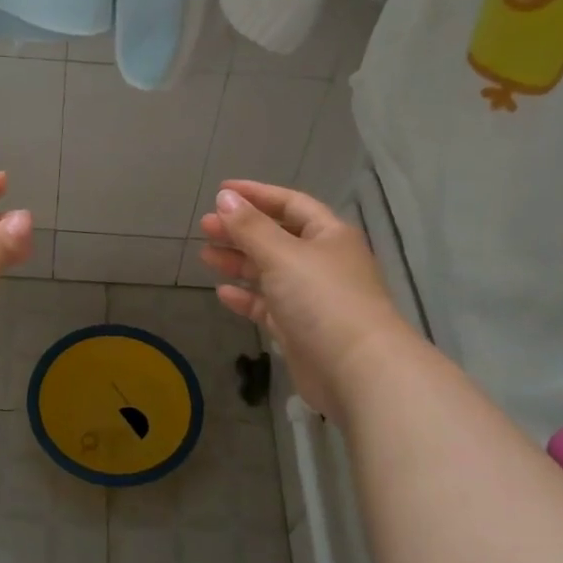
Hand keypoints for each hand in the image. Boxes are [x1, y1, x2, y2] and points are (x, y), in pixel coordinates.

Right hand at [199, 180, 407, 420]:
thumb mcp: (282, 255)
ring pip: (270, 272)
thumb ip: (250, 226)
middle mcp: (322, 262)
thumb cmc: (322, 299)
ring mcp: (312, 298)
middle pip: (276, 237)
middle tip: (205, 227)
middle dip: (241, 230)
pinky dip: (247, 297)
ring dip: (239, 262)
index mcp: (328, 235)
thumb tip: (225, 197)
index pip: (290, 203)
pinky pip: (269, 306)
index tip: (221, 191)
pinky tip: (222, 292)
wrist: (357, 371)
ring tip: (205, 255)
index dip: (256, 194)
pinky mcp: (300, 329)